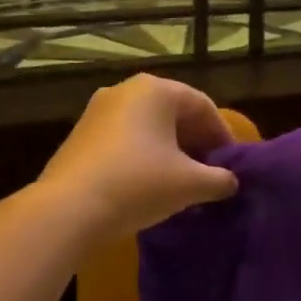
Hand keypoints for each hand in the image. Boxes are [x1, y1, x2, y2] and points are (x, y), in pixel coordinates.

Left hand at [41, 74, 238, 238]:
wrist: (67, 210)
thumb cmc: (138, 184)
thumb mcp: (190, 184)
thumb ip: (219, 180)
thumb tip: (230, 182)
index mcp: (155, 90)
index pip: (202, 106)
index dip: (223, 136)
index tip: (232, 165)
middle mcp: (125, 90)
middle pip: (174, 113)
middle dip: (196, 143)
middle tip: (210, 173)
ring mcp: (97, 111)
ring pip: (147, 127)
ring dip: (170, 152)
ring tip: (183, 182)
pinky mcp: (80, 136)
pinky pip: (125, 140)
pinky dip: (144, 157)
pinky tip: (150, 185)